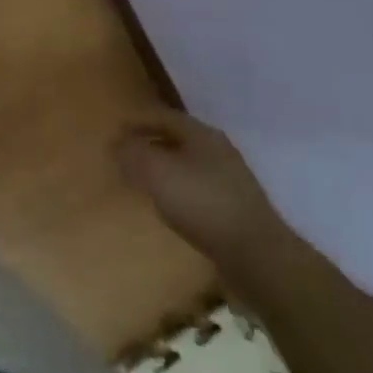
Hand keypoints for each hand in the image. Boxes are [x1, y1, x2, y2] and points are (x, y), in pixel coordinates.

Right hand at [117, 111, 297, 285]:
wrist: (257, 256)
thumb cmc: (201, 203)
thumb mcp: (155, 172)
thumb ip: (132, 152)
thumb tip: (118, 144)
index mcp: (201, 133)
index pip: (162, 116)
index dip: (136, 123)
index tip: (115, 135)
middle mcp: (219, 150)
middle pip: (177, 139)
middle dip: (150, 146)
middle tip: (126, 158)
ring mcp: (232, 180)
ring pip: (188, 165)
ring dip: (165, 170)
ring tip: (144, 184)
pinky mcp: (237, 209)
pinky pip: (199, 190)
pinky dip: (180, 192)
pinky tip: (170, 208)